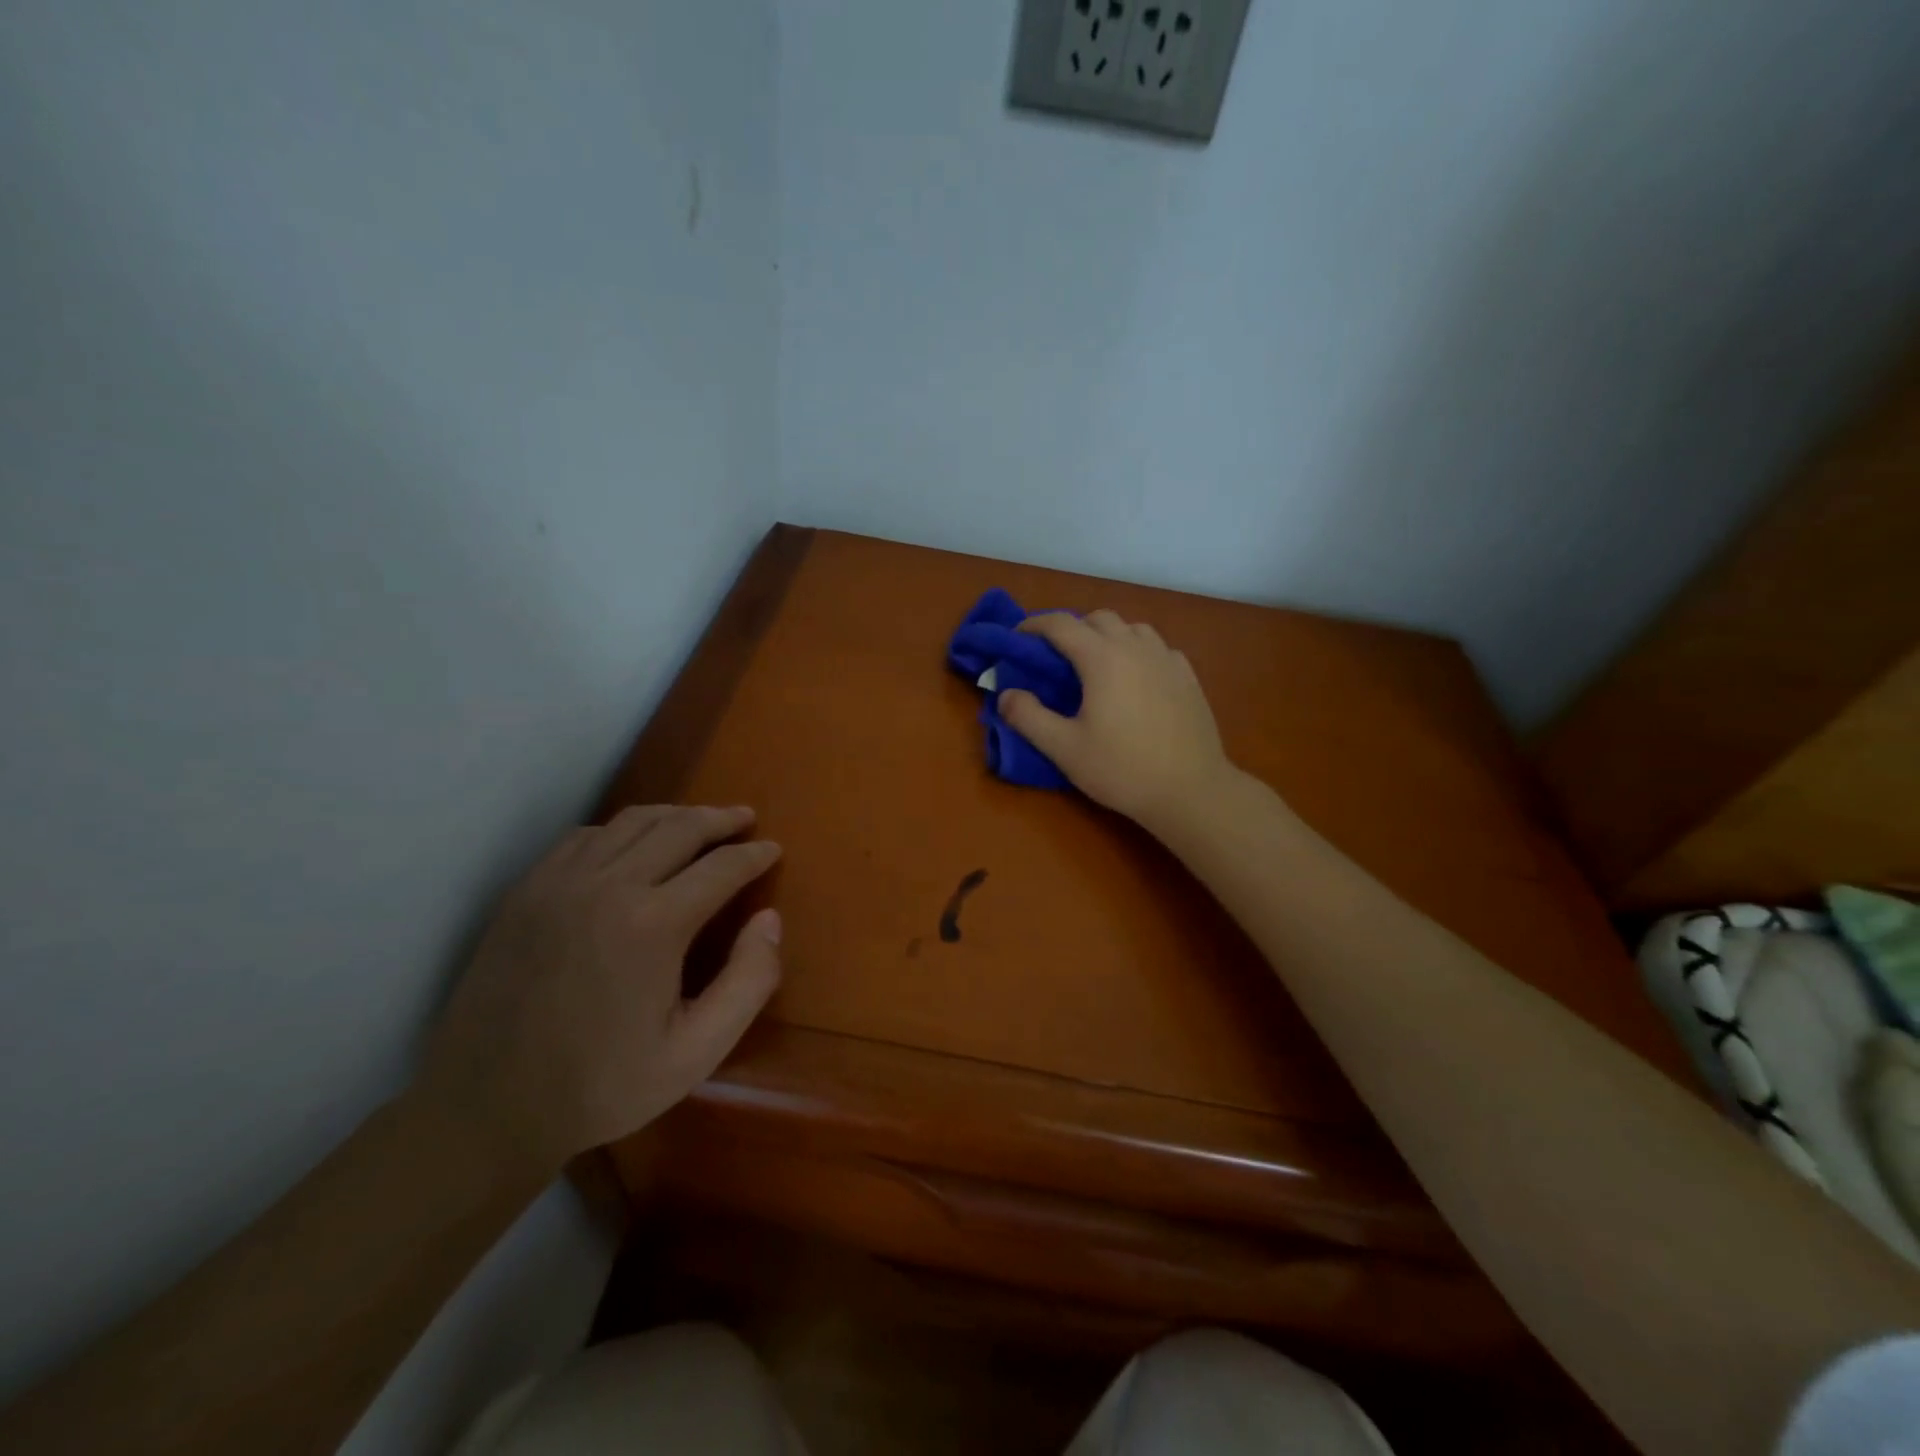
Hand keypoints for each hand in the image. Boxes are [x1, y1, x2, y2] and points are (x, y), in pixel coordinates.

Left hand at [417, 805, 781, 1172]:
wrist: (485, 1109)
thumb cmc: (601, 1086)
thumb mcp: (696, 1053)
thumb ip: (748, 982)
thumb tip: (770, 919)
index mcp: (653, 924)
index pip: (721, 866)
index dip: (754, 854)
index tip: (773, 848)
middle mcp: (608, 886)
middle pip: (679, 827)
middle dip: (720, 819)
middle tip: (745, 818)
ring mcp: (559, 883)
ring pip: (631, 822)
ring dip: (674, 816)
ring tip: (699, 821)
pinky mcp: (526, 891)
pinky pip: (585, 837)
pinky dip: (622, 830)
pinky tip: (633, 845)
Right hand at [1000, 610, 1234, 831]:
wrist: (1191, 790)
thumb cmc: (1122, 769)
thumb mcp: (1064, 749)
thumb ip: (1028, 718)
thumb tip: (1006, 695)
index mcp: (1102, 658)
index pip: (1061, 624)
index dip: (1034, 625)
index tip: (1017, 638)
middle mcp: (1136, 648)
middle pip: (1099, 618)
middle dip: (1072, 628)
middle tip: (1056, 658)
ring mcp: (1167, 659)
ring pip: (1132, 628)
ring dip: (1108, 636)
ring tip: (1096, 665)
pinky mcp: (1188, 677)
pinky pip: (1157, 648)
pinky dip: (1138, 652)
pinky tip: (1135, 679)